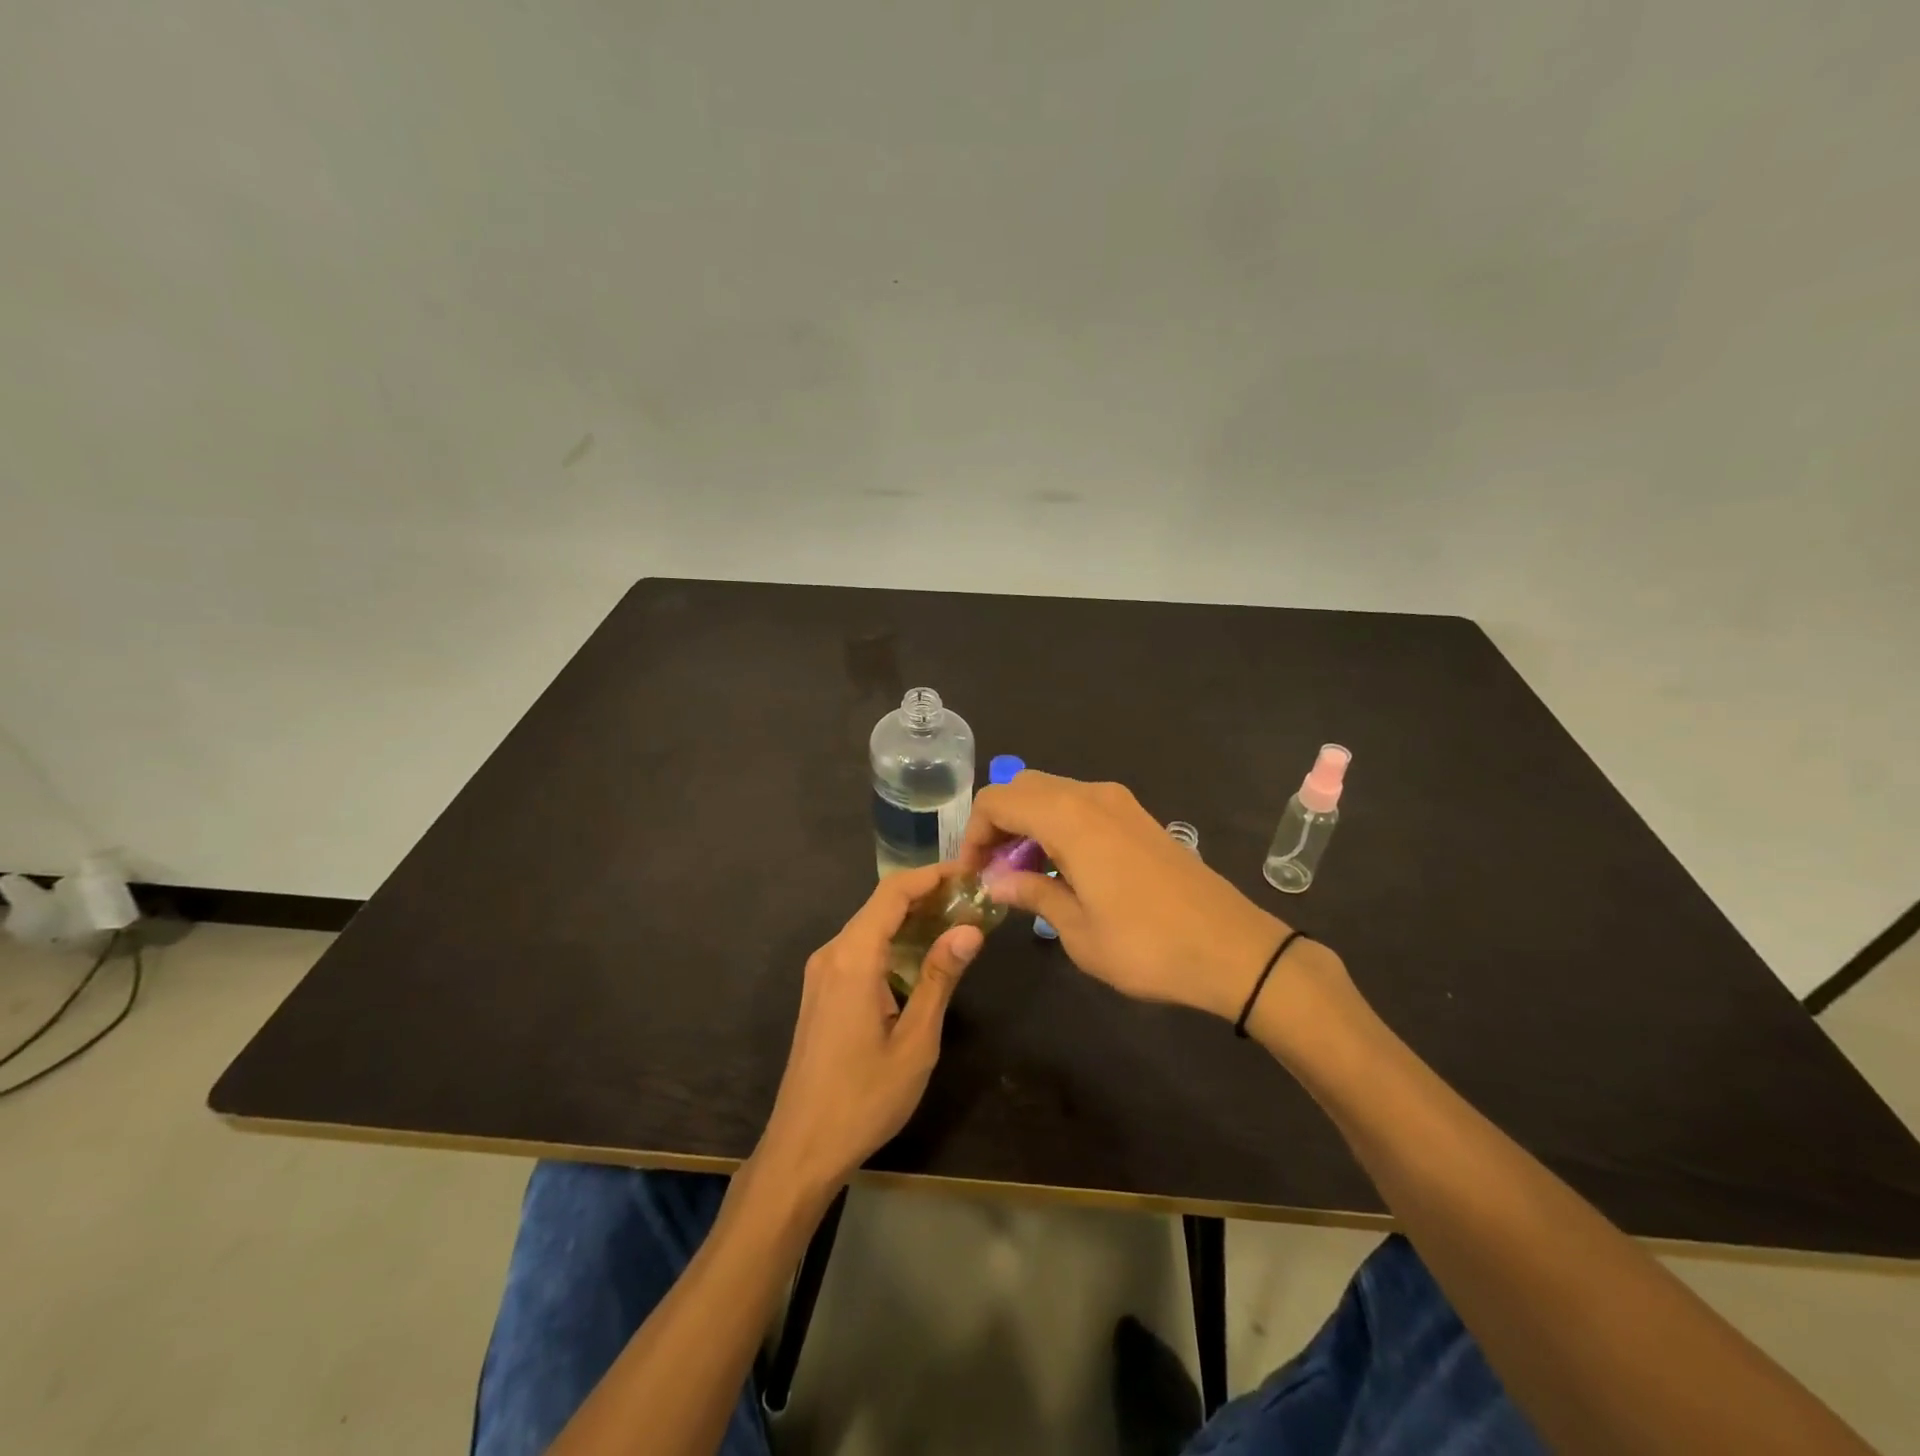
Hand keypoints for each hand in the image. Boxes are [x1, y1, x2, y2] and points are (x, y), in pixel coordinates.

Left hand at [753, 864, 982, 1198]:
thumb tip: (970, 929)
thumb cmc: (864, 1098)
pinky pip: (859, 949)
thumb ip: (940, 978)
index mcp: (852, 959)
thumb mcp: (915, 1042)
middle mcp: (831, 954)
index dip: (931, 876)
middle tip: (971, 899)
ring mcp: (821, 973)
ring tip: (955, 921)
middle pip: (880, 905)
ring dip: (909, 919)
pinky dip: (891, 941)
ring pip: (869, 927)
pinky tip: (920, 956)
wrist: (802, 1148)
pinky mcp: (821, 991)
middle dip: (925, 895)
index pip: (893, 893)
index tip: (968, 873)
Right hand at [960, 772, 1290, 1021]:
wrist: (1232, 948)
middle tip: (993, 871)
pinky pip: (1081, 804)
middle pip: (1023, 787)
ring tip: (1023, 873)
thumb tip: (996, 881)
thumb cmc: (1146, 945)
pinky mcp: (1138, 817)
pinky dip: (1057, 824)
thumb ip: (1032, 893)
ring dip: (1028, 823)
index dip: (974, 833)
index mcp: (1069, 817)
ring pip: (1053, 792)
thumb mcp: (1077, 930)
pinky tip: (1063, 868)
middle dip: (998, 823)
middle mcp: (1092, 796)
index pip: (998, 801)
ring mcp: (1120, 803)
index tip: (972, 874)